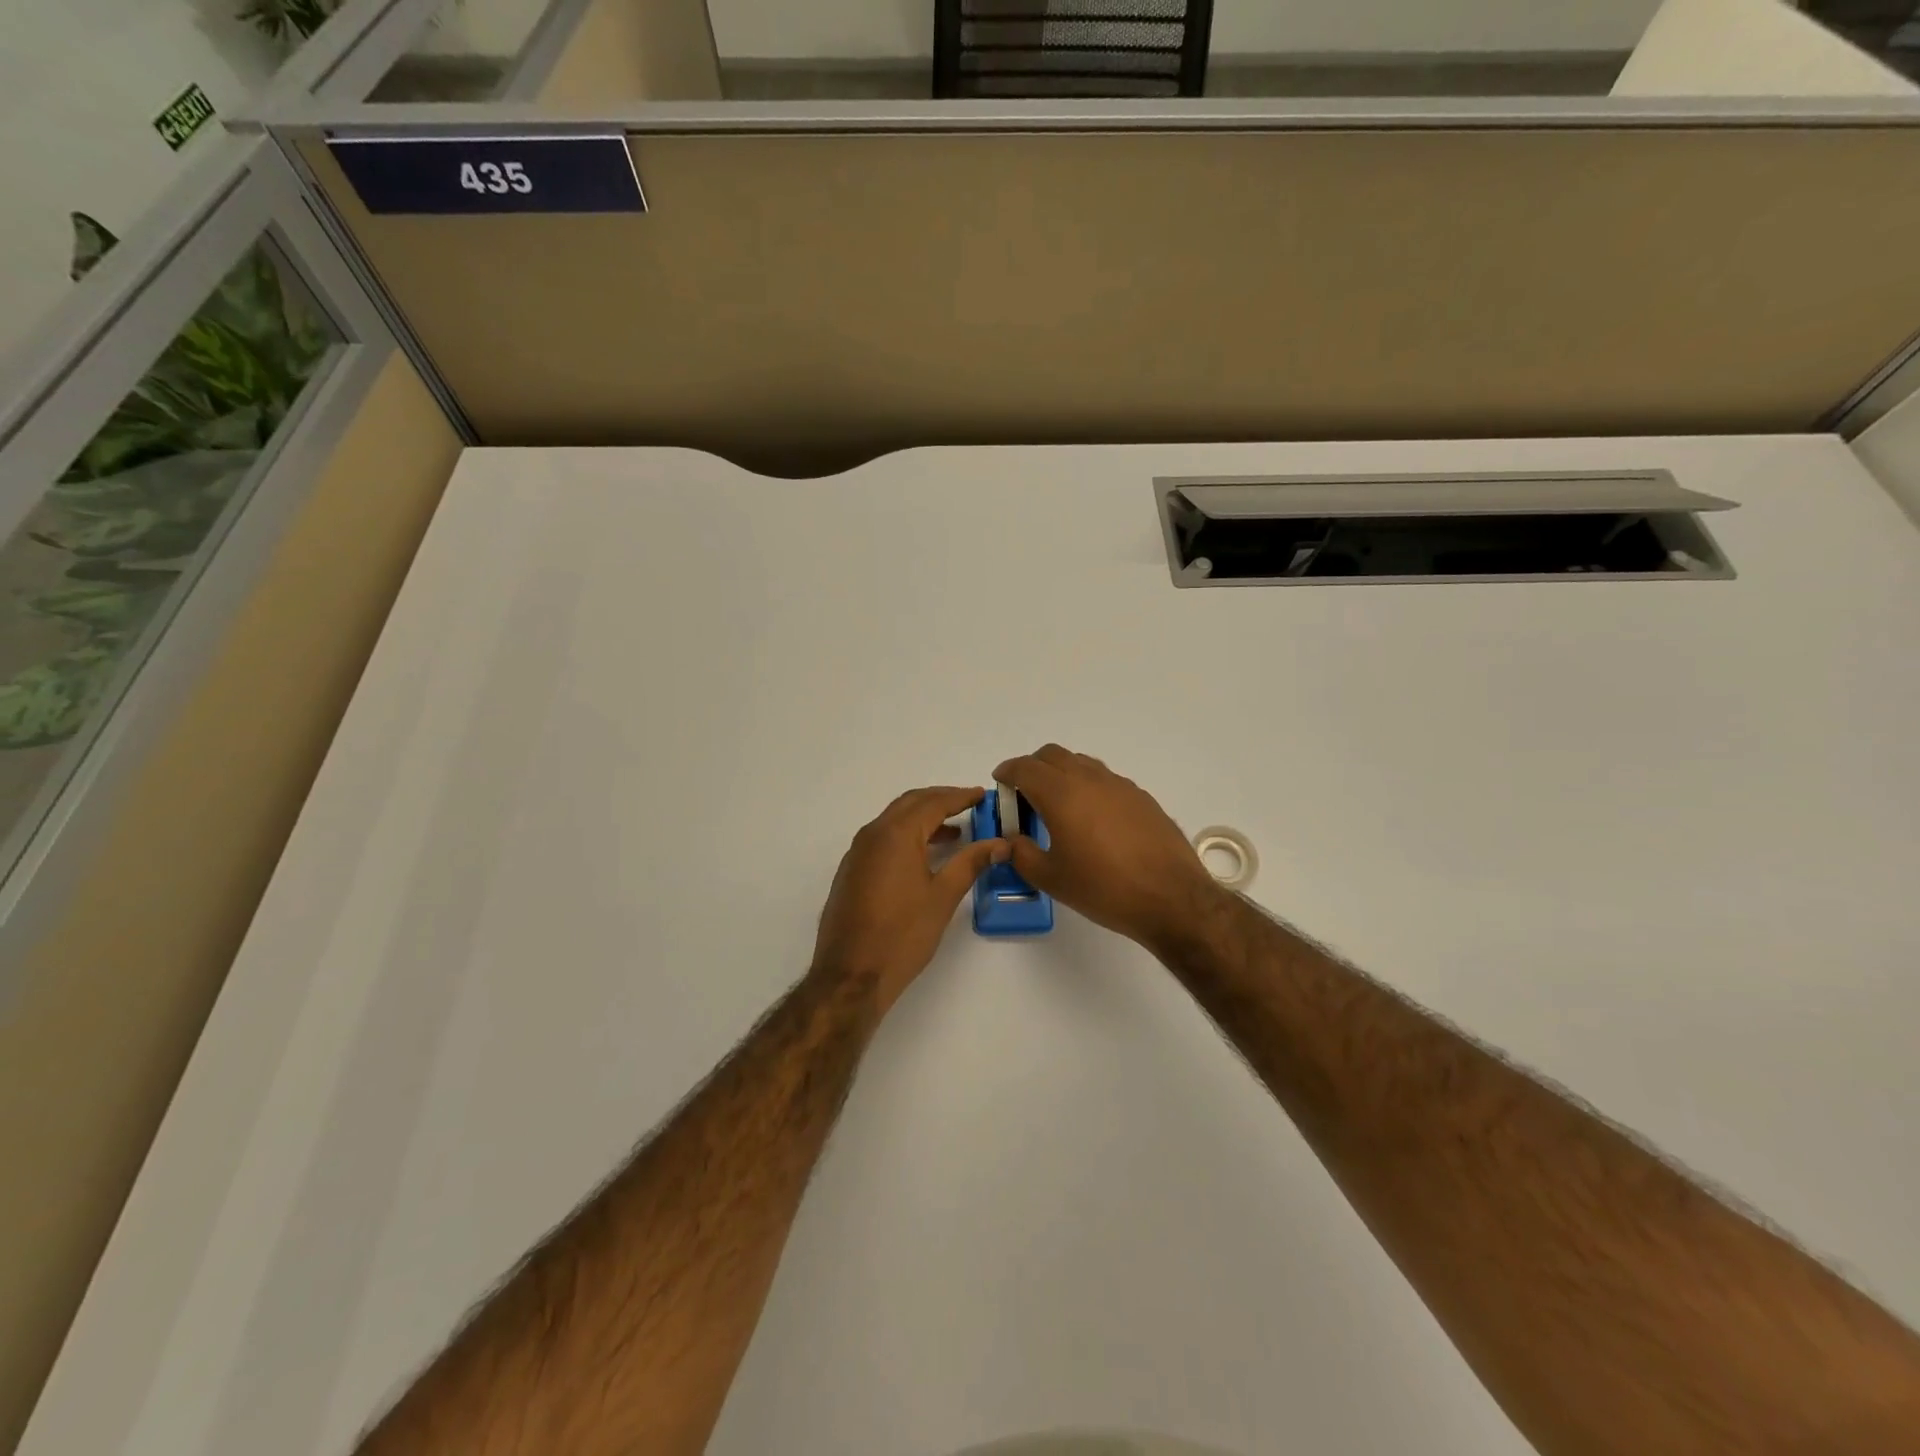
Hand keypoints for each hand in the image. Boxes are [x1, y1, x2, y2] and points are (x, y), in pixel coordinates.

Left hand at [812, 786, 1007, 1015]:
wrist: (851, 976)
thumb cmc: (902, 935)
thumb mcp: (943, 897)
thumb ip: (971, 863)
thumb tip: (999, 843)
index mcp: (895, 834)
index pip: (933, 803)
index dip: (960, 797)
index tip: (983, 795)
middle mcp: (872, 834)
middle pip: (910, 804)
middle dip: (941, 800)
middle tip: (970, 804)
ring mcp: (857, 853)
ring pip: (894, 821)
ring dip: (923, 819)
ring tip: (955, 831)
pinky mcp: (852, 872)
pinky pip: (882, 839)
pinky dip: (907, 836)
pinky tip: (924, 856)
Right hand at [993, 745, 1227, 952]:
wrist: (1171, 897)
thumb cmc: (1104, 888)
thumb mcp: (1052, 879)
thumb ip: (1022, 854)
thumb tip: (1012, 841)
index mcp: (1061, 794)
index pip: (1025, 768)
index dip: (1007, 772)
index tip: (1000, 782)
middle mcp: (1090, 779)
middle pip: (1052, 755)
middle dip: (1033, 767)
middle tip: (1025, 795)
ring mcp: (1119, 785)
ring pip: (1081, 763)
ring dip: (1062, 774)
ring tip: (1058, 806)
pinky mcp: (1141, 797)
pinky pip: (1105, 779)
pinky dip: (1088, 787)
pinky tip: (1092, 819)